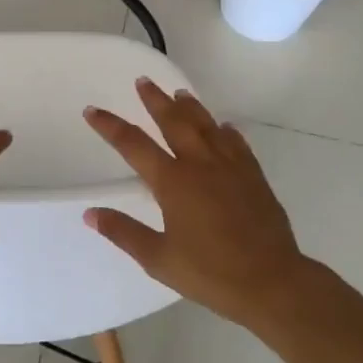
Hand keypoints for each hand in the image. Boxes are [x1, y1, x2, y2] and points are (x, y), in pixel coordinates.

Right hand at [82, 80, 317, 331]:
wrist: (272, 281)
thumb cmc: (210, 273)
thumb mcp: (158, 258)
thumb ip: (123, 232)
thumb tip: (90, 213)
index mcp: (172, 182)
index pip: (133, 145)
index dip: (110, 126)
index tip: (92, 110)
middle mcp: (200, 165)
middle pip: (173, 122)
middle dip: (155, 101)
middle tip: (143, 81)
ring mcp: (230, 167)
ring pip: (207, 126)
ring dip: (190, 107)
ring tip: (179, 93)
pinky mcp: (253, 177)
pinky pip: (236, 143)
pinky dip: (225, 131)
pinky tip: (223, 127)